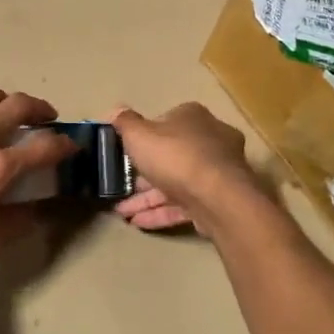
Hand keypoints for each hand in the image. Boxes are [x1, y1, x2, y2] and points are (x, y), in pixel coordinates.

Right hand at [111, 103, 255, 232]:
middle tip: (121, 189)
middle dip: (142, 176)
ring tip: (122, 213)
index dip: (143, 138)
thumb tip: (115, 110)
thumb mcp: (139, 135)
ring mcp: (216, 172)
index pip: (164, 123)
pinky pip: (185, 204)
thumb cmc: (175, 156)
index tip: (124, 154)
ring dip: (147, 198)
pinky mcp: (218, 200)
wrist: (217, 197)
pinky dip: (162, 212)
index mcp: (193, 117)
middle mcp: (209, 140)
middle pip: (170, 156)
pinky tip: (138, 223)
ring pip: (176, 183)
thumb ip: (125, 123)